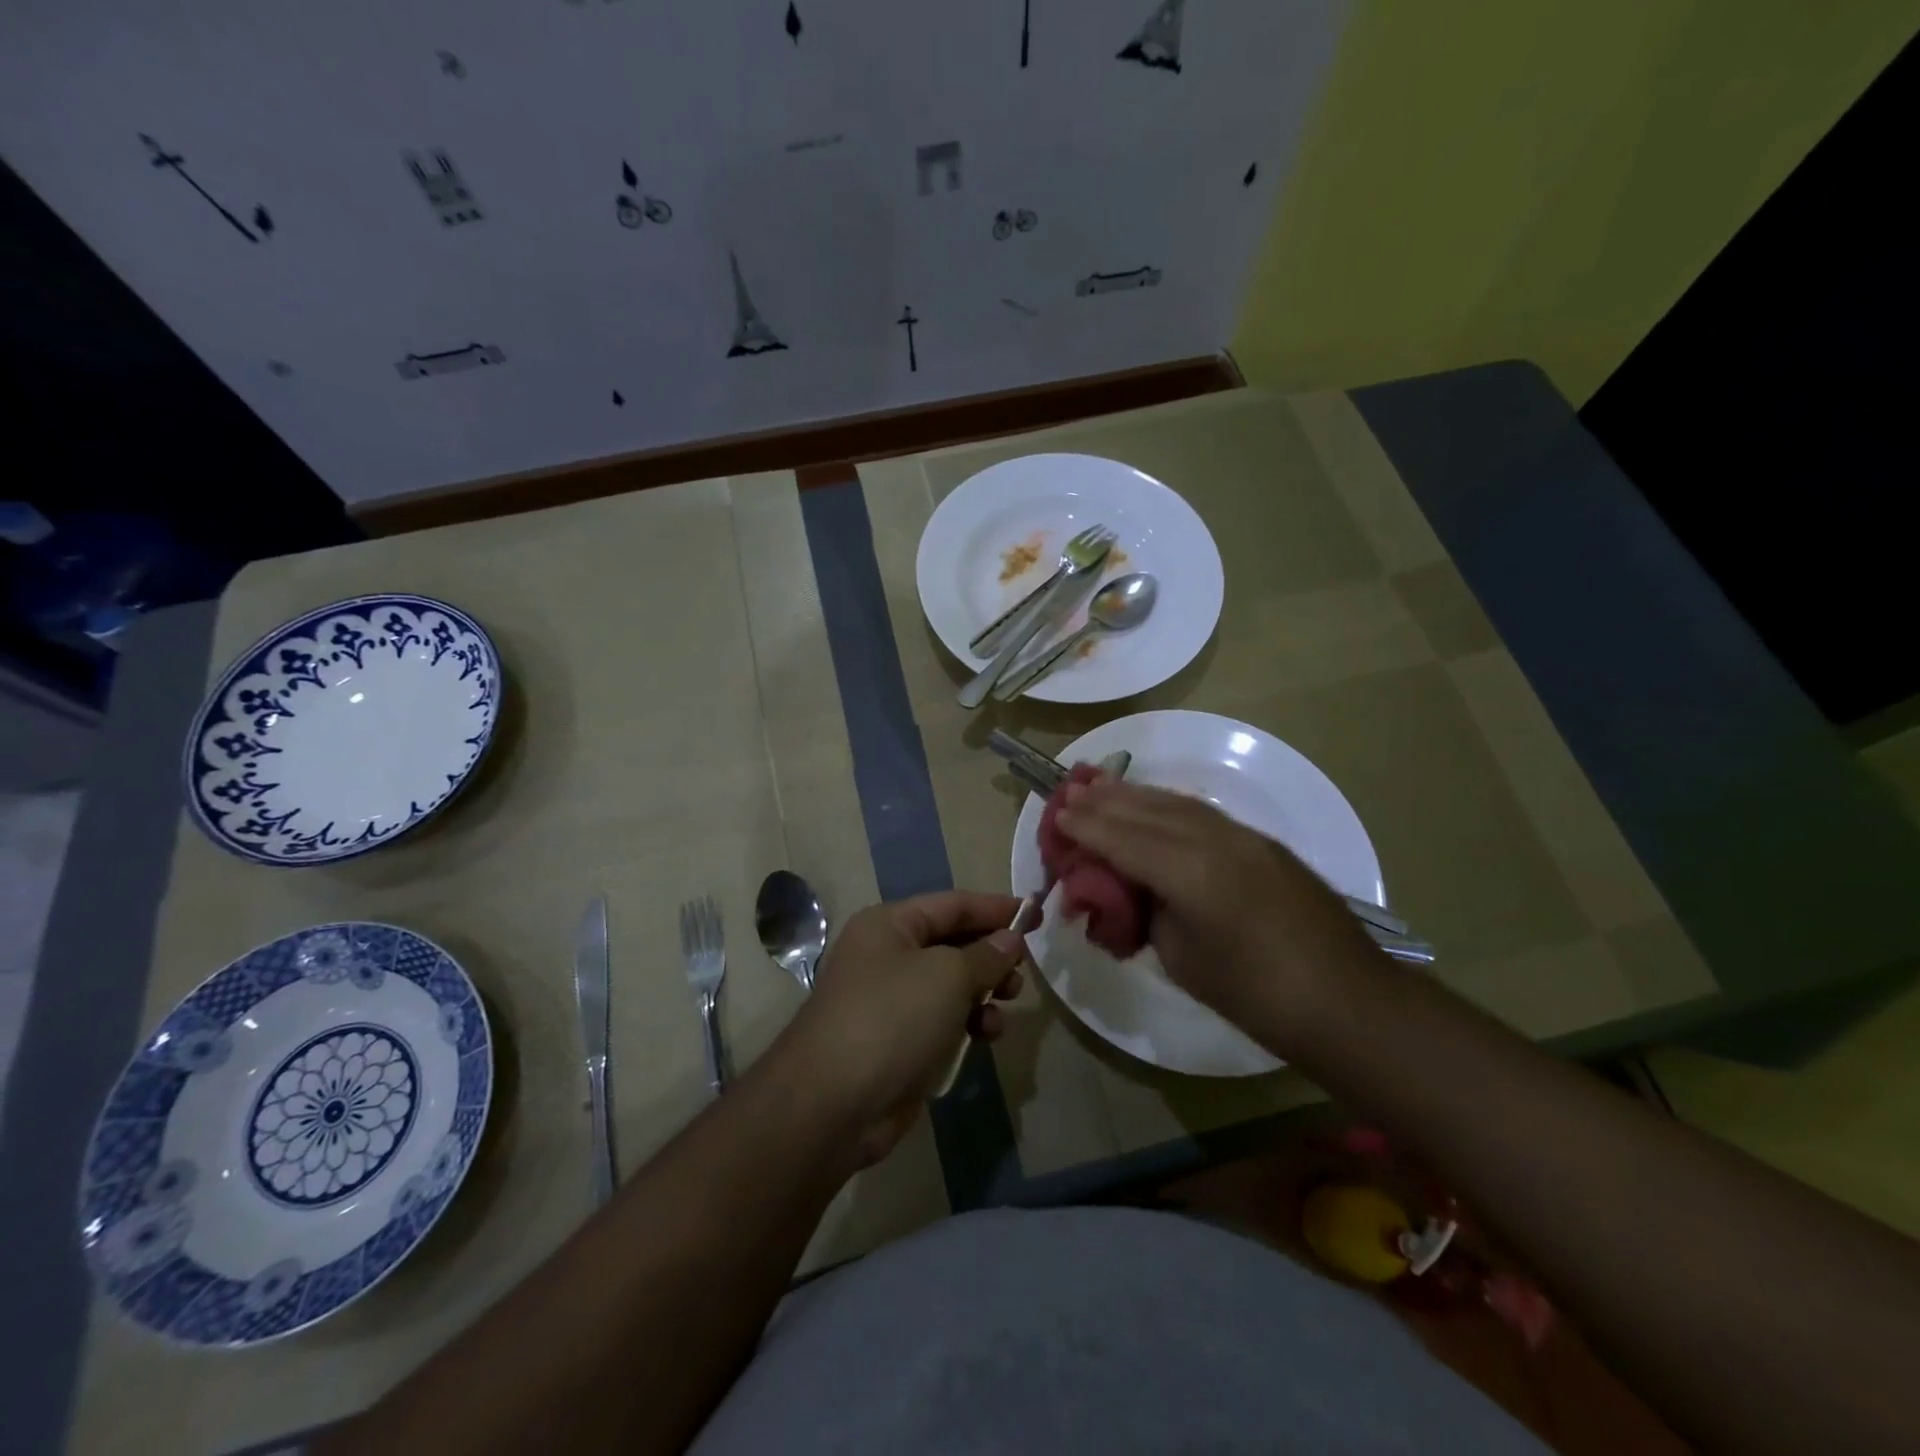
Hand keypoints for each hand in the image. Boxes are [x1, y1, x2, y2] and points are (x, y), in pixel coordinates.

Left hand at [776, 891, 1025, 1163]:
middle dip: (991, 955)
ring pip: (951, 984)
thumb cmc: (892, 1018)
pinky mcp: (896, 1040)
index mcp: (890, 924)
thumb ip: (986, 954)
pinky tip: (985, 1035)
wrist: (833, 1103)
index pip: (953, 904)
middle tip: (1022, 972)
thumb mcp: (948, 976)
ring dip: (984, 992)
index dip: (996, 908)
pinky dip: (967, 1021)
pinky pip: (942, 1018)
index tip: (1036, 916)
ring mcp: (889, 999)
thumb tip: (1009, 940)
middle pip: (952, 943)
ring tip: (1007, 1004)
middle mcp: (886, 954)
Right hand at [1054, 779, 1376, 1044]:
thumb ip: (1150, 913)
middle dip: (1106, 801)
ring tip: (1104, 785)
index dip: (1088, 827)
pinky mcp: (1264, 844)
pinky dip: (1169, 805)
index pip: (1126, 840)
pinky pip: (1203, 813)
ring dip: (1137, 795)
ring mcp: (1245, 838)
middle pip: (1149, 812)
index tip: (1058, 813)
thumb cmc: (1257, 996)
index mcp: (1191, 874)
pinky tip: (1156, 805)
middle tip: (1070, 789)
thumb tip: (1132, 891)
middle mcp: (1217, 841)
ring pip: (1178, 805)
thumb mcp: (1183, 960)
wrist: (1349, 1002)